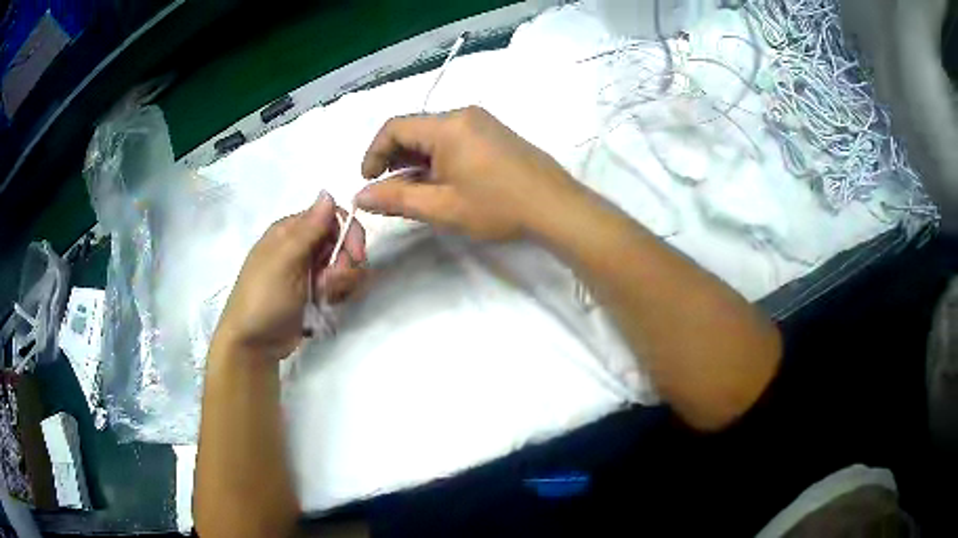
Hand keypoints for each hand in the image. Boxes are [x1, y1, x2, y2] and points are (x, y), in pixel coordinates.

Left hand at [212, 192, 366, 362]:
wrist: (253, 344)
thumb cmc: (264, 298)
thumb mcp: (285, 261)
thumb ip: (309, 228)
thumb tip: (328, 192)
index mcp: (291, 231)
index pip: (333, 218)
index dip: (349, 233)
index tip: (356, 256)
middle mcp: (302, 247)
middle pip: (343, 242)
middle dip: (345, 263)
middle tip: (330, 284)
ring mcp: (309, 271)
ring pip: (345, 265)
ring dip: (343, 282)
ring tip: (324, 298)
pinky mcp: (315, 293)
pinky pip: (340, 285)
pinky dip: (339, 294)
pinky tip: (326, 305)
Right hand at [356, 106, 579, 240]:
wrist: (556, 207)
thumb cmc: (498, 207)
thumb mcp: (442, 207)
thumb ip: (397, 198)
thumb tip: (361, 195)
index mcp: (447, 126)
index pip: (394, 127)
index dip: (373, 153)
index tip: (368, 181)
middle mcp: (463, 114)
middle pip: (414, 129)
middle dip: (395, 157)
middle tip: (391, 189)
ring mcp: (483, 121)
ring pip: (434, 134)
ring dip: (417, 159)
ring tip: (416, 190)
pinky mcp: (495, 132)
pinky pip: (455, 138)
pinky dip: (439, 157)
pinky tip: (443, 182)